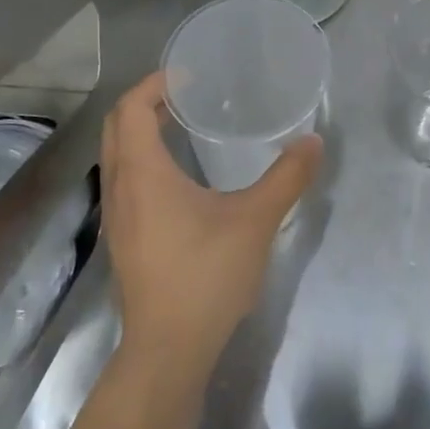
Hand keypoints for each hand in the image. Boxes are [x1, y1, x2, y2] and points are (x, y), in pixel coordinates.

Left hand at [101, 73, 320, 381]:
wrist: (168, 351)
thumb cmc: (206, 276)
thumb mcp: (255, 220)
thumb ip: (287, 177)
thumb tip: (312, 140)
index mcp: (143, 173)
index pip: (130, 108)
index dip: (155, 84)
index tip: (189, 77)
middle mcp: (121, 187)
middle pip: (117, 126)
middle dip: (146, 101)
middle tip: (188, 93)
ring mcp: (117, 216)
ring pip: (117, 154)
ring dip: (141, 130)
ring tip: (184, 124)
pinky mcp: (124, 238)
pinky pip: (124, 178)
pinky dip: (143, 157)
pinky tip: (180, 174)